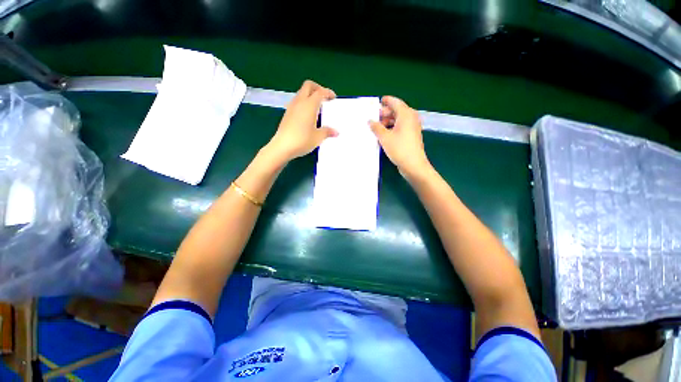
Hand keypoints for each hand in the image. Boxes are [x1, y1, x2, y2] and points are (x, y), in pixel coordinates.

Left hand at [265, 80, 336, 162]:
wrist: (282, 147)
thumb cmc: (302, 140)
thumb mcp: (318, 137)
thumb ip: (327, 132)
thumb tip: (336, 132)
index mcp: (309, 105)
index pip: (320, 92)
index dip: (328, 92)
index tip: (333, 98)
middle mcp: (299, 102)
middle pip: (308, 86)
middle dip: (318, 88)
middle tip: (324, 98)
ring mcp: (291, 107)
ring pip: (301, 93)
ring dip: (310, 96)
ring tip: (317, 108)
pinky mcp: (287, 113)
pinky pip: (297, 102)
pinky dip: (304, 103)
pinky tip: (308, 116)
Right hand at [369, 96, 430, 177]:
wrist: (413, 165)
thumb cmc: (399, 149)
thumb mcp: (384, 137)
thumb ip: (376, 127)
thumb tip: (370, 121)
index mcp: (406, 114)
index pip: (395, 102)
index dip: (386, 101)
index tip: (377, 102)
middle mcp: (411, 118)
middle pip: (397, 111)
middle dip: (385, 113)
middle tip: (373, 117)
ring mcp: (412, 127)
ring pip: (398, 120)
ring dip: (387, 121)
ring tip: (376, 127)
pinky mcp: (411, 136)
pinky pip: (400, 127)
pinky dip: (392, 128)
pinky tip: (383, 135)